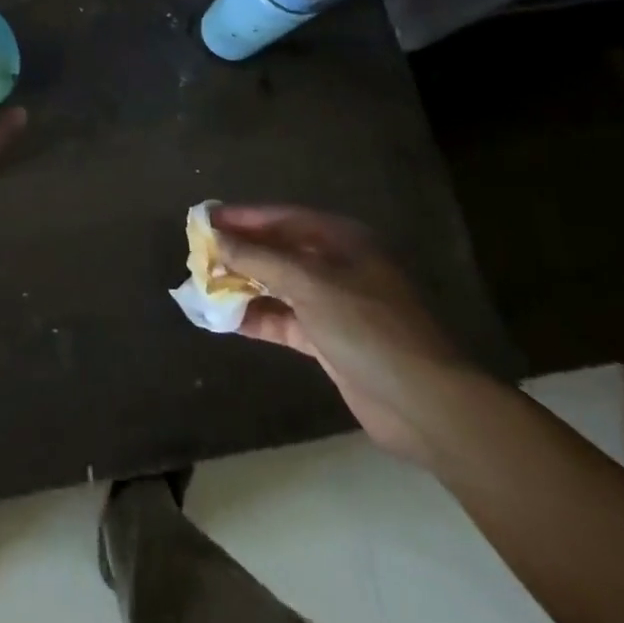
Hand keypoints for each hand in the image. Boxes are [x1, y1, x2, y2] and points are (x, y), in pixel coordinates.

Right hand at [213, 205, 474, 462]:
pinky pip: (285, 319)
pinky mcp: (330, 340)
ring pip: (279, 285)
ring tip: (204, 284)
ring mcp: (334, 304)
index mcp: (341, 239)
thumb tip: (217, 239)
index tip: (204, 218)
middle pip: (279, 249)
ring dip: (244, 284)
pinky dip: (258, 317)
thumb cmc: (369, 327)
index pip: (281, 217)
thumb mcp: (311, 284)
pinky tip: (226, 319)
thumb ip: (261, 259)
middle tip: (198, 251)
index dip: (242, 217)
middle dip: (240, 250)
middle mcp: (337, 265)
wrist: (425, 405)